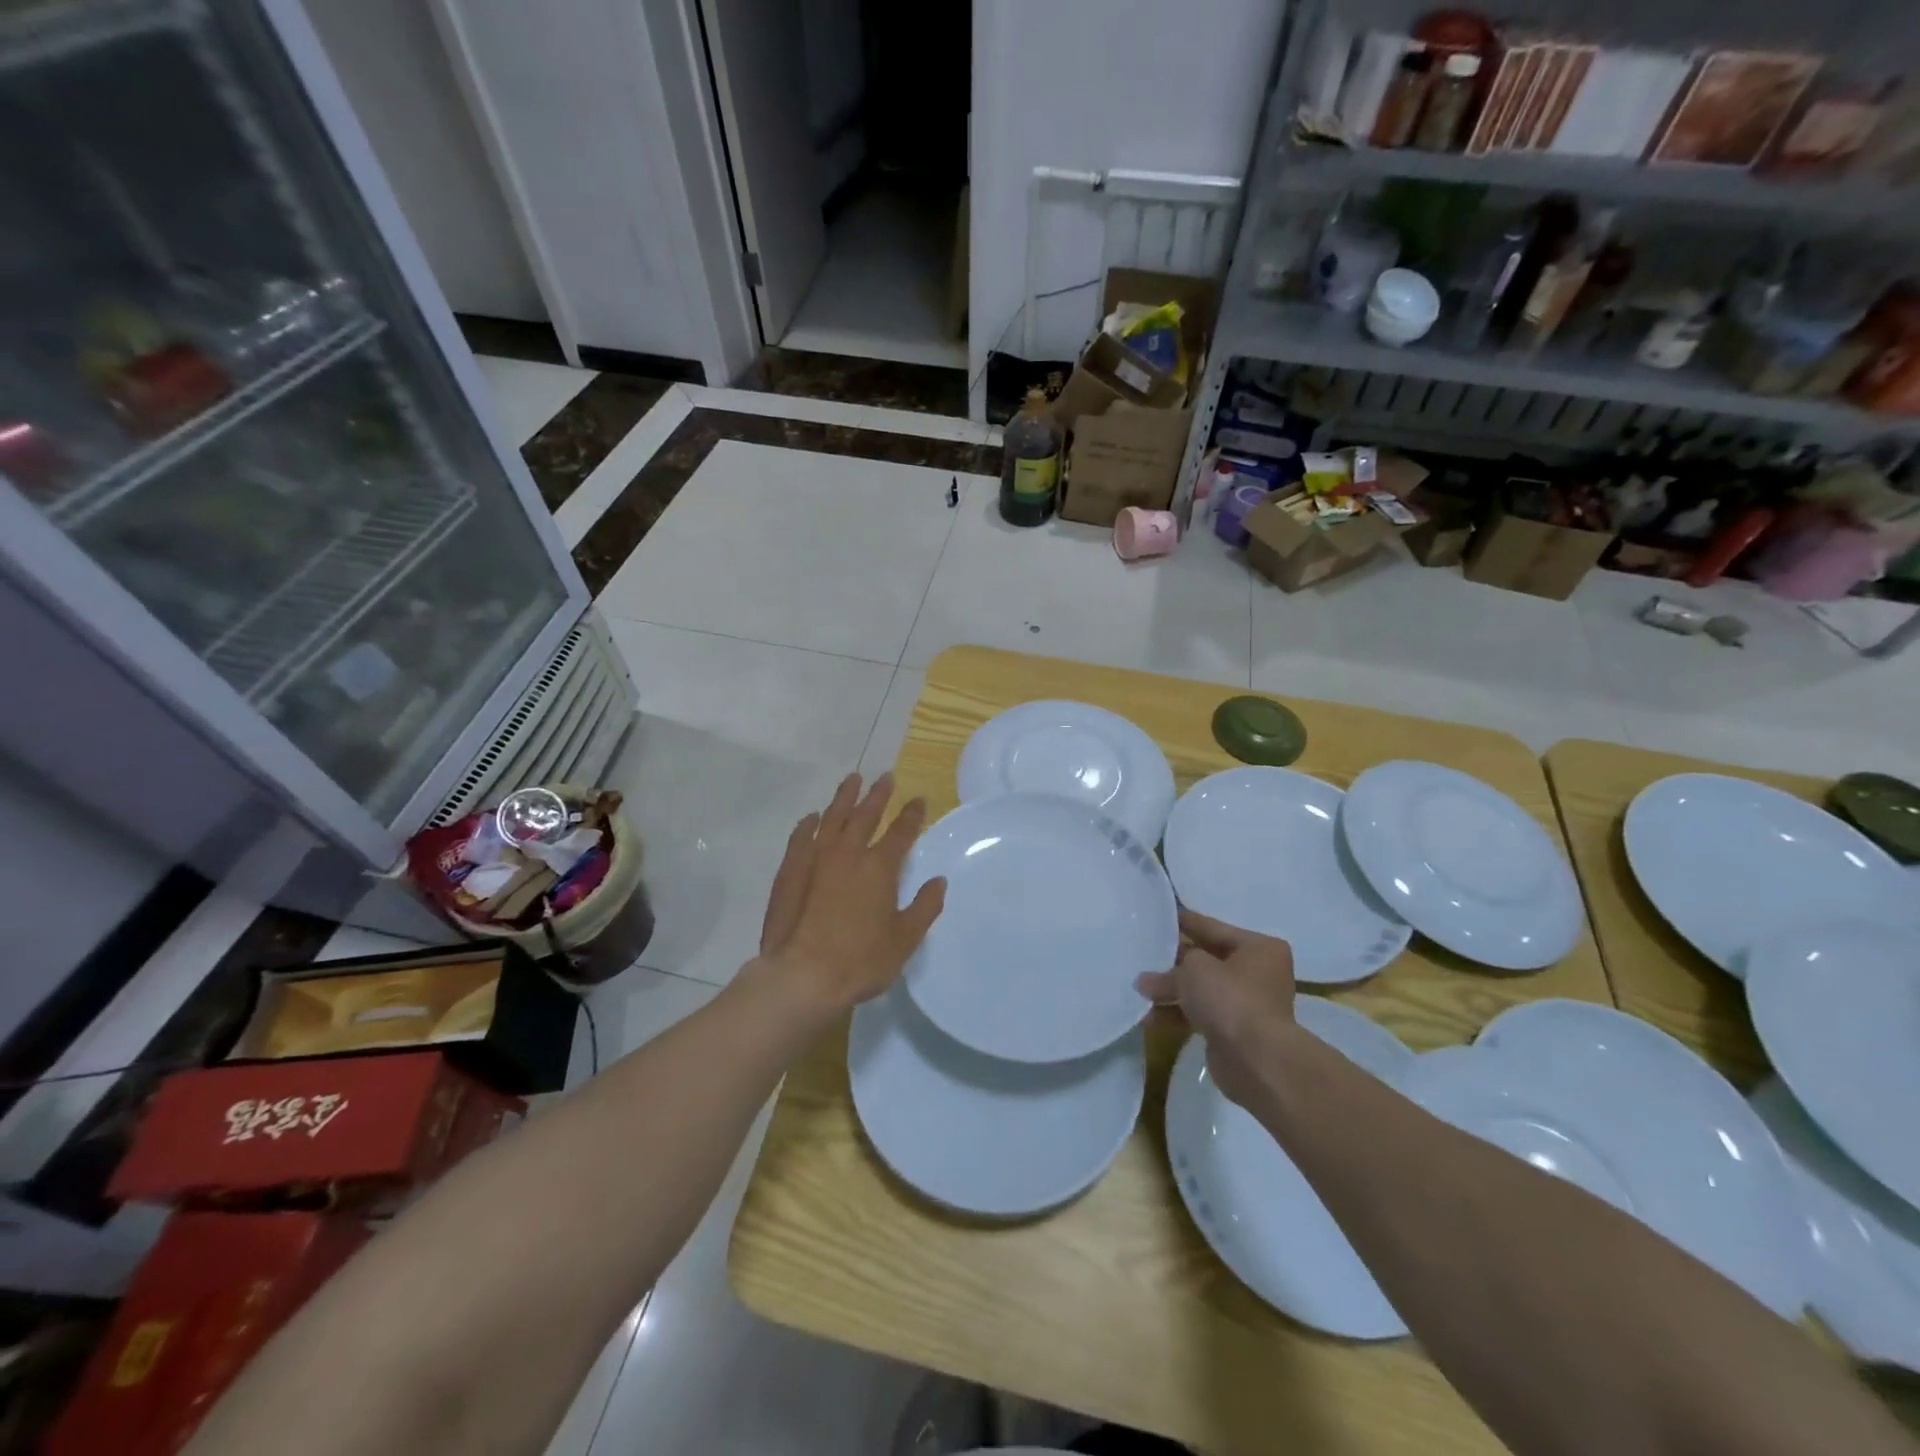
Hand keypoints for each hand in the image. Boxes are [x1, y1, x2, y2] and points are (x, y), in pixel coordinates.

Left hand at [754, 773, 944, 1014]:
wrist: (802, 976)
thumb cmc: (860, 961)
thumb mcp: (904, 940)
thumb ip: (924, 908)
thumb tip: (939, 881)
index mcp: (880, 868)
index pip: (901, 832)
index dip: (912, 814)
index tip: (919, 799)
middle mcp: (848, 854)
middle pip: (865, 815)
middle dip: (878, 795)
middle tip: (885, 777)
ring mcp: (815, 859)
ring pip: (832, 818)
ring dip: (844, 797)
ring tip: (853, 780)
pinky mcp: (789, 871)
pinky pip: (801, 837)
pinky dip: (809, 824)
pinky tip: (813, 817)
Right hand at [1138, 910, 1296, 1108]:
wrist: (1257, 1060)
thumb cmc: (1230, 998)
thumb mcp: (1194, 969)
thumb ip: (1168, 971)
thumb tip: (1145, 981)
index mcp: (1258, 948)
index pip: (1213, 927)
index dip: (1185, 922)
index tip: (1160, 915)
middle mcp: (1257, 973)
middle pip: (1207, 959)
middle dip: (1175, 960)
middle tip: (1144, 951)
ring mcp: (1247, 1004)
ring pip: (1202, 989)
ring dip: (1173, 990)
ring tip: (1139, 986)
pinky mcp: (1234, 1031)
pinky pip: (1200, 1014)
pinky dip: (1177, 1014)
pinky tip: (1148, 1015)